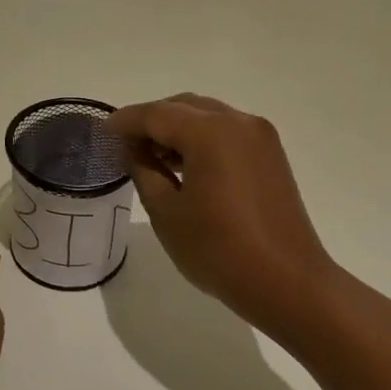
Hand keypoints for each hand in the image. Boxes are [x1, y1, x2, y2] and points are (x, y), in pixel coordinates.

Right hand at [108, 95, 338, 331]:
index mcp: (210, 131)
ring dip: (177, 130)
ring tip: (151, 158)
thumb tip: (133, 148)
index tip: (102, 131)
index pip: (156, 114)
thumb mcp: (167, 212)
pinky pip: (227, 133)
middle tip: (125, 146)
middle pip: (184, 107)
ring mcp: (260, 137)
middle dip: (152, 121)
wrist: (288, 282)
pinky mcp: (271, 155)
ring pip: (207, 117)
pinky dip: (201, 140)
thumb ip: (144, 170)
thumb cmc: (219, 250)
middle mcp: (238, 122)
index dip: (125, 121)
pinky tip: (184, 166)